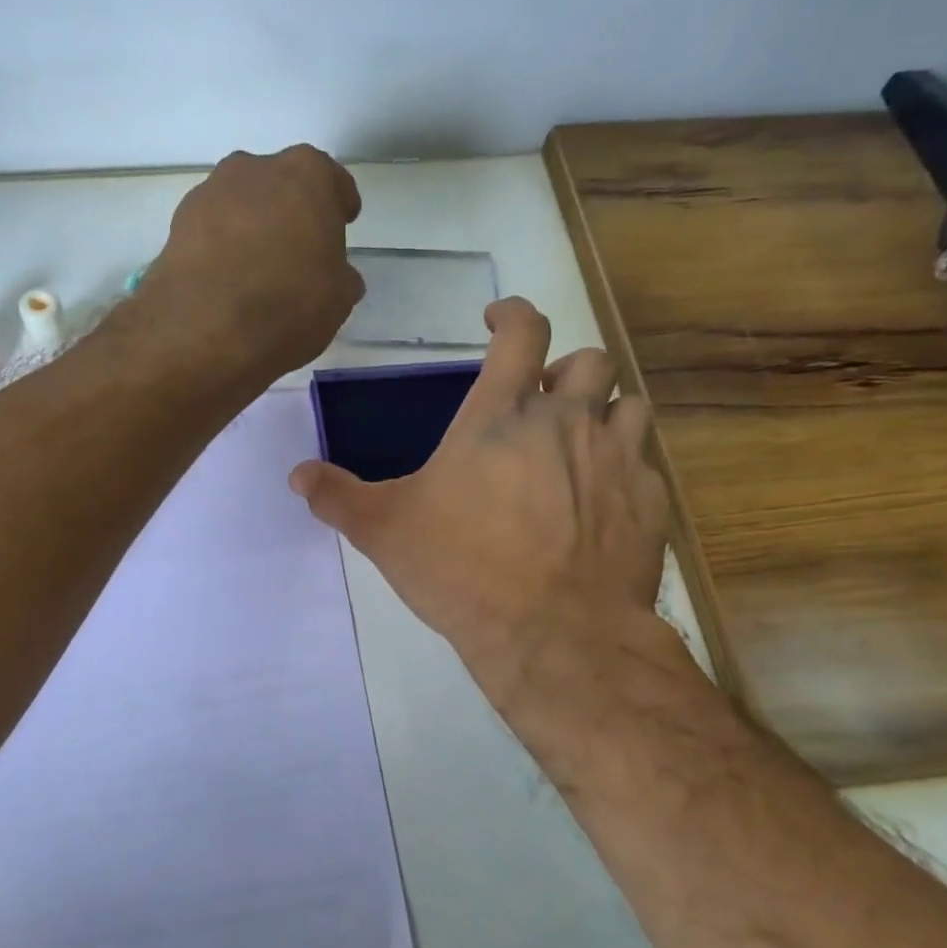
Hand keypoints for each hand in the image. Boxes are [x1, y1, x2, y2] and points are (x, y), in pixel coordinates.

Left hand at [138, 145, 363, 379]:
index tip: (342, 224)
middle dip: (290, 213)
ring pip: (241, 207)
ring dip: (252, 230)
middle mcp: (254, 168)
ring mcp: (208, 194)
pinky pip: (212, 233)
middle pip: (280, 186)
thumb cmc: (290, 303)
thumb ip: (340, 276)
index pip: (330, 180)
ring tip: (259, 273)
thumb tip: (335, 276)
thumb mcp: (339, 298)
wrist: (206, 330)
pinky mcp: (176, 226)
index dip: (338, 204)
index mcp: (306, 174)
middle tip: (299, 252)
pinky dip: (222, 250)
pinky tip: (229, 284)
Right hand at [289, 297, 675, 722]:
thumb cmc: (463, 570)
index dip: (511, 313)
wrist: (554, 634)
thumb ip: (339, 497)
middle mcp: (567, 421)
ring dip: (605, 412)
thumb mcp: (385, 532)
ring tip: (581, 443)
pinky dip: (626, 470)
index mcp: (501, 416)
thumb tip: (297, 475)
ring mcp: (617, 459)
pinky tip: (603, 503)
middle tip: (541, 402)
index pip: (521, 333)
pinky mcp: (649, 502)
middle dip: (565, 370)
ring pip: (629, 404)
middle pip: (587, 361)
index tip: (498, 319)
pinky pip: (646, 465)